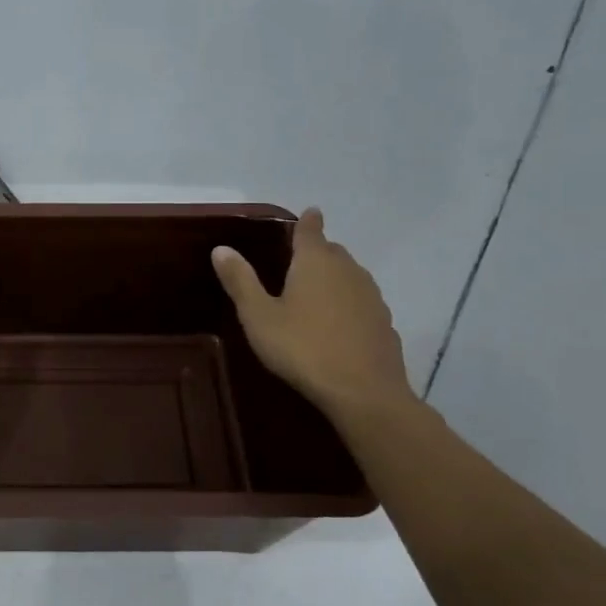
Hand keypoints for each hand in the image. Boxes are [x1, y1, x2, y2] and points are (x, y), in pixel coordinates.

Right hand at [211, 208, 415, 415]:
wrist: (363, 392)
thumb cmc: (302, 348)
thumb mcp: (258, 316)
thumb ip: (240, 281)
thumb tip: (221, 248)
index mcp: (315, 262)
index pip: (311, 230)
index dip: (308, 221)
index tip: (309, 213)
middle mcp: (347, 270)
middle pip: (332, 252)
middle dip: (317, 252)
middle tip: (298, 262)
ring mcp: (371, 297)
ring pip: (350, 276)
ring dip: (334, 279)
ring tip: (316, 293)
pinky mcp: (384, 323)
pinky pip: (362, 303)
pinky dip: (349, 305)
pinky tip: (338, 325)